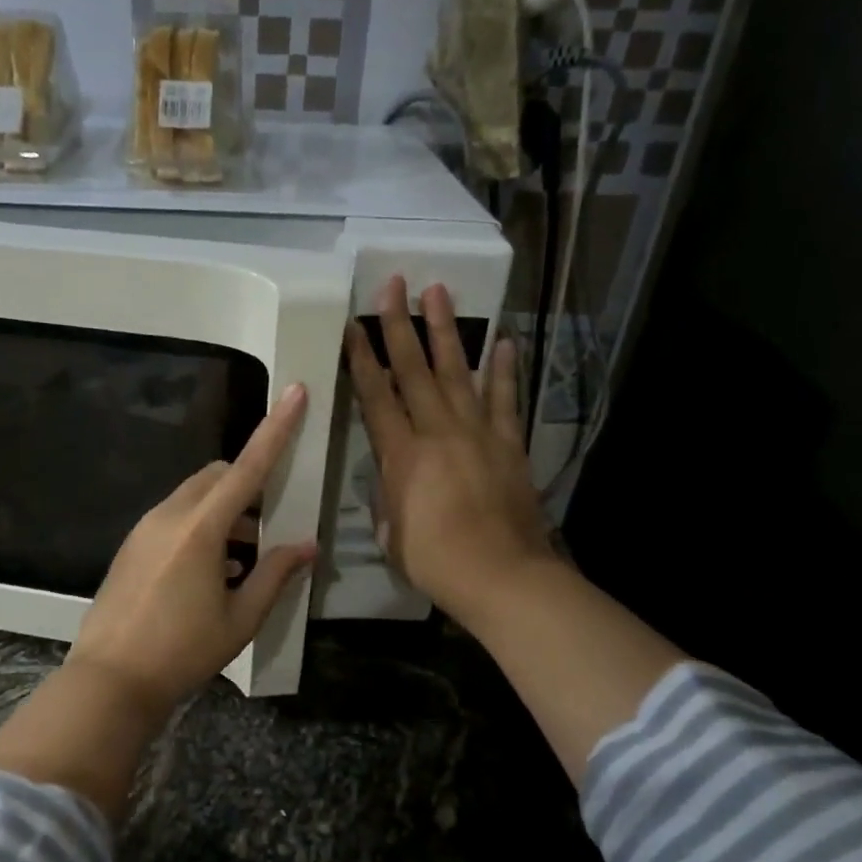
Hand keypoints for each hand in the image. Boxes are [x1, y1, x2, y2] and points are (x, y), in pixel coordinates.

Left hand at [67, 382, 317, 713]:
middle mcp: (169, 515)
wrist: (110, 679)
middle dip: (247, 486)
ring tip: (243, 560)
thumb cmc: (182, 651)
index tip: (295, 391)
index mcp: (201, 528)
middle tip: (269, 526)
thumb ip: (275, 575)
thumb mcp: (240, 618)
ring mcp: (144, 528)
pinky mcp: (131, 545)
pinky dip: (200, 528)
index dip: (276, 429)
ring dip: (225, 513)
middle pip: (217, 477)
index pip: (248, 467)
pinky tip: (211, 574)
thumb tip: (307, 546)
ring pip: (194, 497)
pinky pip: (174, 518)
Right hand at [345, 277, 554, 631]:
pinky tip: (505, 342)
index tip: (352, 325)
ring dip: (446, 331)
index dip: (362, 359)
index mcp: (401, 455)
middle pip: (415, 370)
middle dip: (399, 326)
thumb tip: (393, 483)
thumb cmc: (435, 561)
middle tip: (393, 285)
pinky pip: (506, 400)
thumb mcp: (392, 533)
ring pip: (458, 373)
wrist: (501, 576)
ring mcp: (478, 433)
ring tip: (437, 293)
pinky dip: (505, 370)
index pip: (375, 396)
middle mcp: (437, 432)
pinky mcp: (509, 444)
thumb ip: (389, 499)